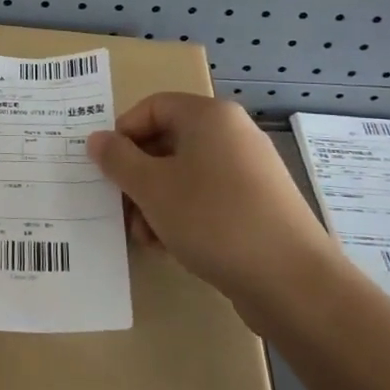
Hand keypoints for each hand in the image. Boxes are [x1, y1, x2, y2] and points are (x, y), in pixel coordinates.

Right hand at [87, 95, 337, 319]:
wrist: (293, 282)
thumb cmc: (213, 220)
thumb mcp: (152, 188)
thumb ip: (118, 160)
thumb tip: (97, 139)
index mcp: (209, 117)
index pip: (152, 107)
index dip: (123, 134)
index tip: (108, 169)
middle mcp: (233, 134)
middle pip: (168, 142)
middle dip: (138, 176)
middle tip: (123, 209)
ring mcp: (251, 170)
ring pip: (186, 174)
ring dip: (157, 202)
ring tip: (146, 237)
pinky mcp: (260, 205)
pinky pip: (209, 198)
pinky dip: (185, 215)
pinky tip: (173, 247)